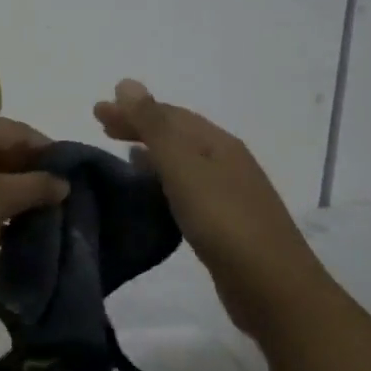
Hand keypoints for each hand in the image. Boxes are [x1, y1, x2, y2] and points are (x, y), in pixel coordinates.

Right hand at [93, 80, 319, 337]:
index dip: (133, 109)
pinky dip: (163, 179)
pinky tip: (152, 192)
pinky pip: (186, 187)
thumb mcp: (183, 167)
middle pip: (176, 133)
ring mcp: (228, 192)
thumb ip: (154, 125)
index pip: (169, 114)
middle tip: (101, 125)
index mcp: (217, 143)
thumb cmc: (224, 221)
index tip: (96, 111)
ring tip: (121, 152)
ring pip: (181, 161)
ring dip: (151, 151)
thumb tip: (127, 83)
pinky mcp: (224, 223)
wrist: (273, 288)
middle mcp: (225, 160)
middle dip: (139, 125)